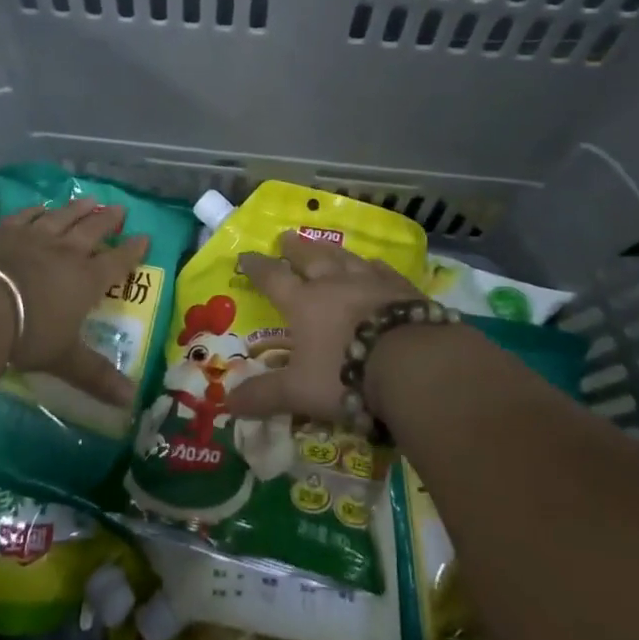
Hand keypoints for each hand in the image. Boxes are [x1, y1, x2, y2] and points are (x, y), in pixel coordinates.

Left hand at [0, 201, 149, 408]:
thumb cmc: (25, 333)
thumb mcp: (63, 359)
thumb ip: (95, 376)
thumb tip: (131, 402)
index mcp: (85, 280)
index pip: (116, 263)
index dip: (132, 251)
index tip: (145, 238)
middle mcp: (64, 252)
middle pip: (92, 231)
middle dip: (108, 221)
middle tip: (120, 209)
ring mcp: (32, 237)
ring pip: (61, 217)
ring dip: (77, 209)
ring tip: (89, 201)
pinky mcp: (1, 230)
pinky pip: (26, 215)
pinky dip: (37, 210)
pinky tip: (41, 207)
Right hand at [226, 233, 424, 422]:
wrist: (410, 362)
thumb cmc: (345, 374)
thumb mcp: (298, 391)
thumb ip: (264, 394)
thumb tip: (228, 403)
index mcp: (303, 303)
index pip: (273, 279)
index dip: (257, 268)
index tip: (246, 255)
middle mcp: (334, 284)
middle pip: (310, 258)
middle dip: (295, 249)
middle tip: (286, 236)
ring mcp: (370, 282)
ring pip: (345, 258)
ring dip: (331, 250)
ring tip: (323, 244)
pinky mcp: (402, 289)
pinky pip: (382, 270)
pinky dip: (373, 266)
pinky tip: (374, 264)